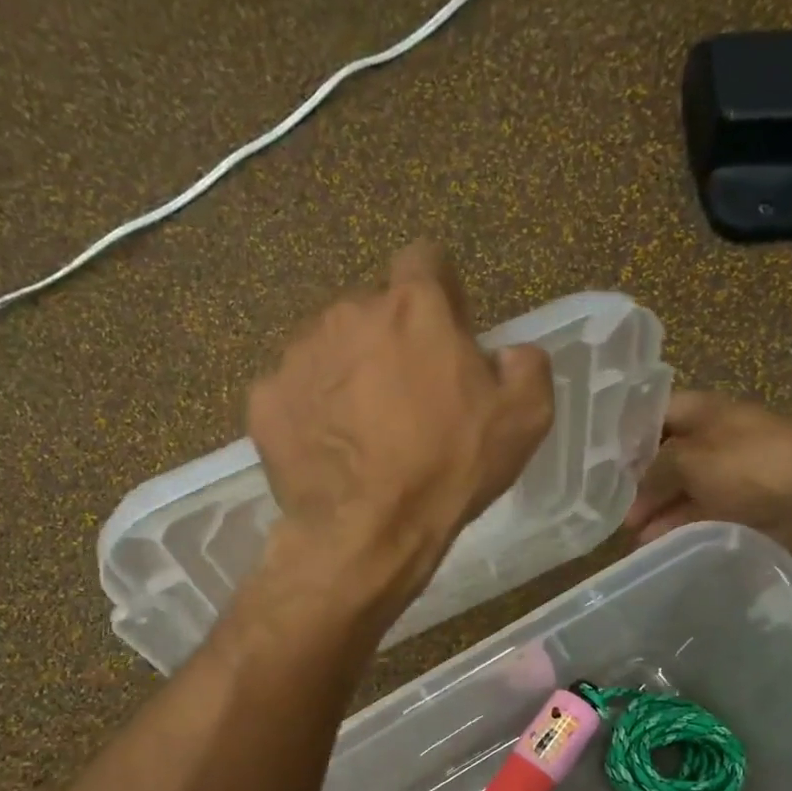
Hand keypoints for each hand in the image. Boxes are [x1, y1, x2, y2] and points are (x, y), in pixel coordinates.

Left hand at [248, 242, 552, 606]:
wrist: (367, 532)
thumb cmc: (448, 470)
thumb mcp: (524, 419)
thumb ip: (527, 365)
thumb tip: (508, 353)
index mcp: (413, 306)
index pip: (423, 258)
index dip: (439, 292)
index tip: (445, 332)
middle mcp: (348, 312)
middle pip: (372, 308)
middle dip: (390, 339)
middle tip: (405, 396)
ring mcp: (298, 354)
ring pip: (328, 347)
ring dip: (347, 371)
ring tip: (362, 427)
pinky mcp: (264, 398)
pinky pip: (293, 391)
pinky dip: (309, 410)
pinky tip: (328, 448)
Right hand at [624, 391, 791, 543]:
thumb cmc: (751, 464)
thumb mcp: (689, 460)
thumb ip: (654, 471)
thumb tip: (635, 489)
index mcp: (704, 410)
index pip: (655, 414)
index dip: (627, 434)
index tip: (598, 461)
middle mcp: (717, 435)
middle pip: (667, 456)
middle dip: (639, 484)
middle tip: (613, 512)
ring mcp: (734, 470)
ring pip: (684, 488)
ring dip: (658, 512)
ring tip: (633, 539)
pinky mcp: (747, 501)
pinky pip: (704, 511)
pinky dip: (681, 526)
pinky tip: (659, 545)